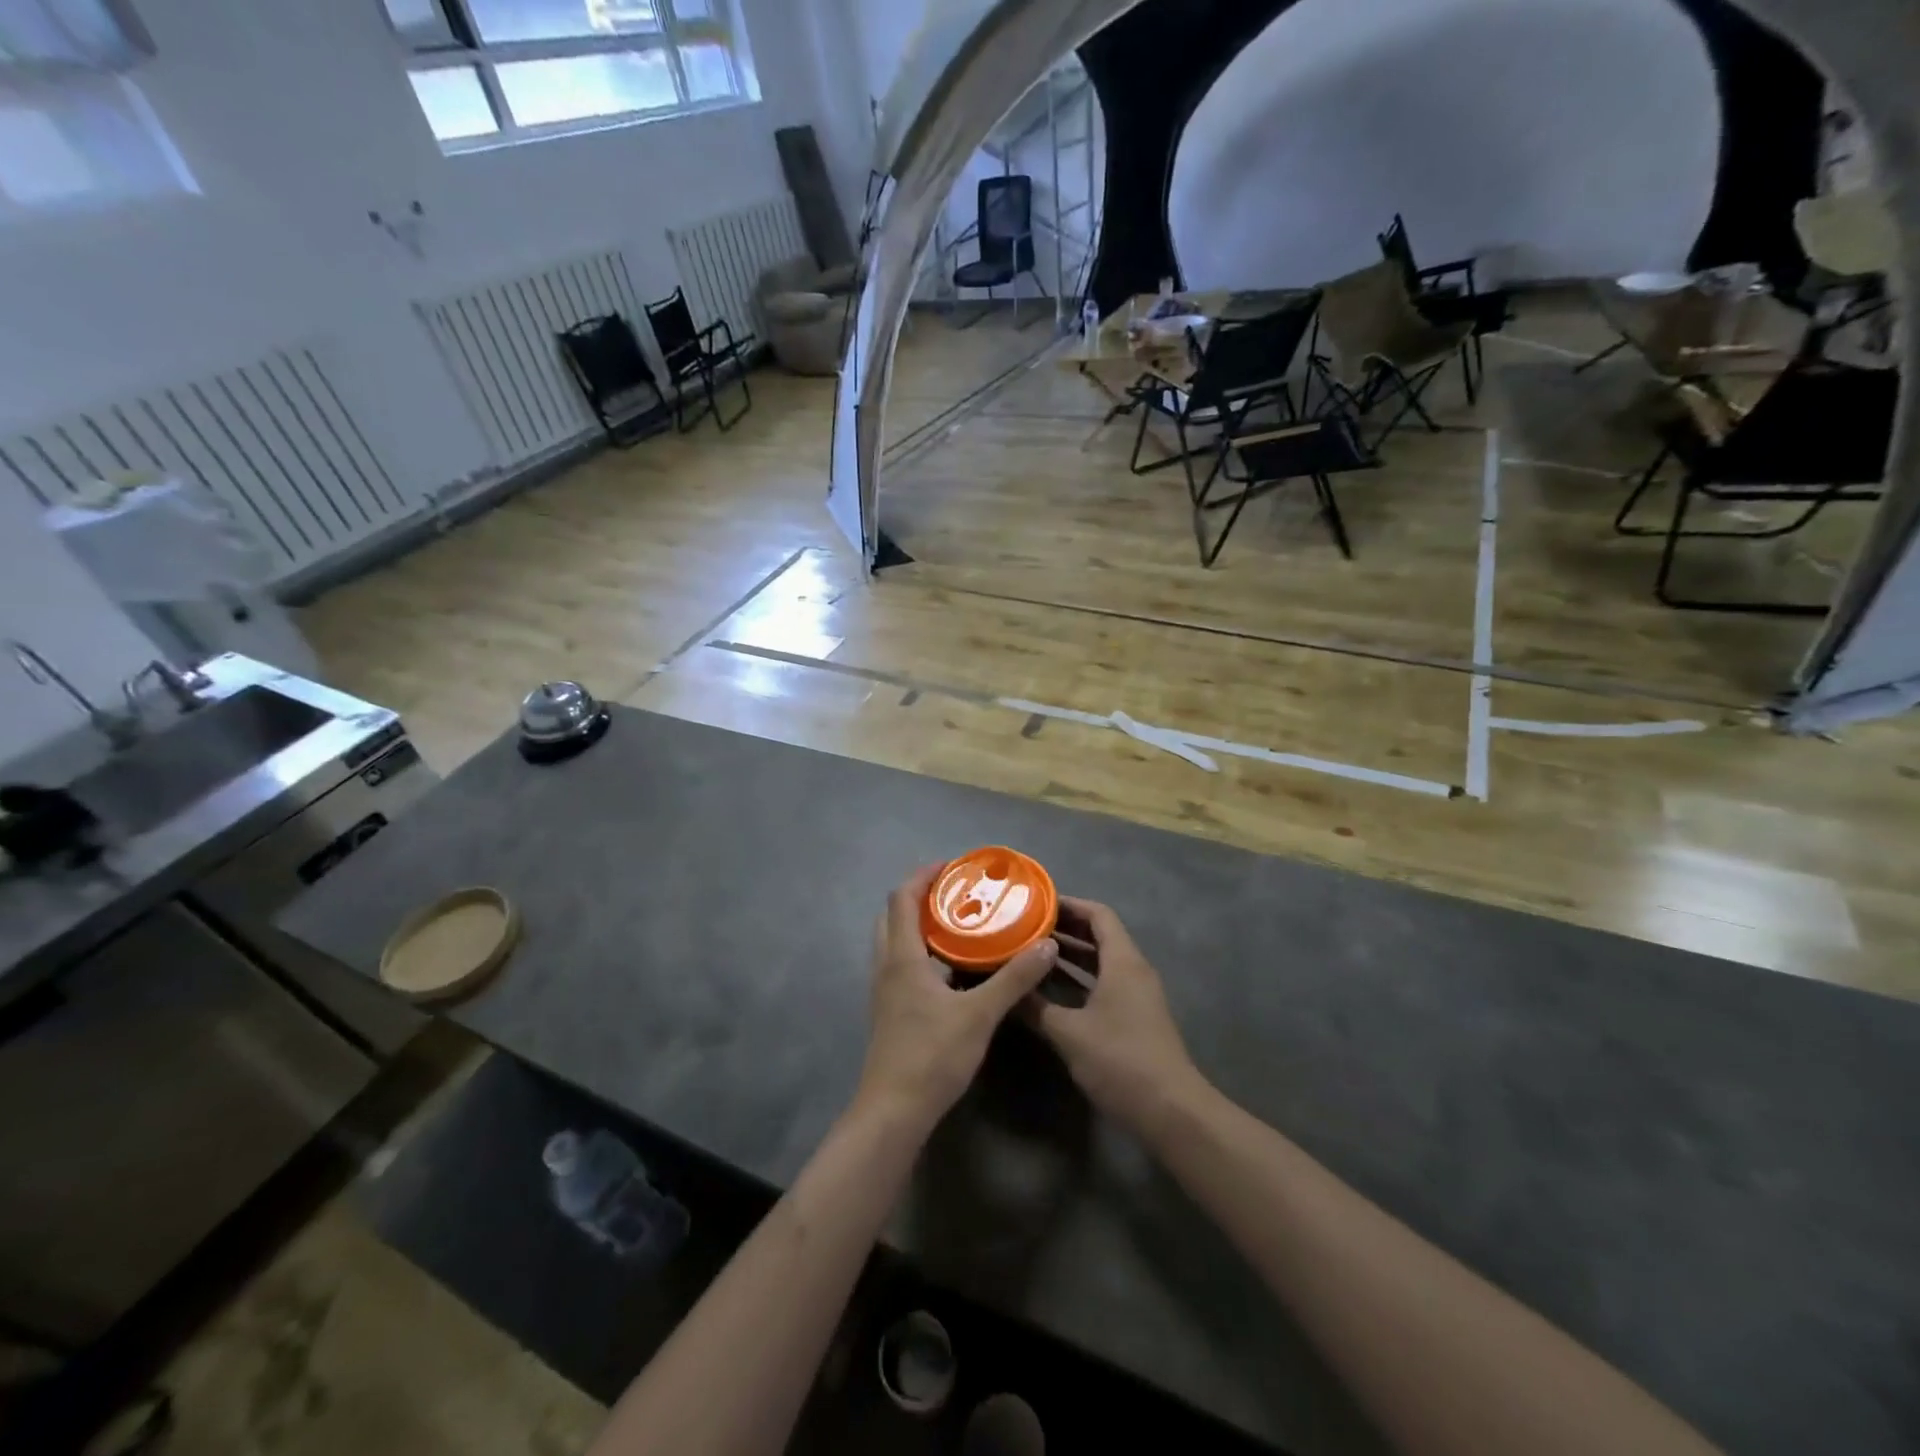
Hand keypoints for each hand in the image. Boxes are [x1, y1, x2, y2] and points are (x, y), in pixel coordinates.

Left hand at [856, 865, 1059, 1136]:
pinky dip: (922, 951)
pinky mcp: (891, 1010)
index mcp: (902, 957)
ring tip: (960, 922)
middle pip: (894, 915)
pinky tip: (954, 967)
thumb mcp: (980, 1015)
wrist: (894, 1111)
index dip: (923, 875)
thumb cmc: (932, 1056)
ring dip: (920, 924)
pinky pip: (902, 964)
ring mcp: (885, 990)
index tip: (953, 866)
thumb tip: (1046, 943)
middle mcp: (887, 966)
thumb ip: (1014, 978)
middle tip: (958, 892)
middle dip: (921, 896)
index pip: (902, 898)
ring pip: (895, 940)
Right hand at [1024, 898, 1207, 1140]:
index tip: (1035, 904)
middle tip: (1025, 926)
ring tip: (1031, 951)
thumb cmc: (1120, 1060)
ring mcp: (1137, 995)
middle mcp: (1133, 970)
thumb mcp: (1068, 1032)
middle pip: (1100, 935)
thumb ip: (1036, 1007)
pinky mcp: (1135, 1018)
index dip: (1068, 905)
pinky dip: (1079, 978)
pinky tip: (1051, 989)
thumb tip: (1006, 988)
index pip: (1098, 915)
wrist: (1169, 1111)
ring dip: (1070, 955)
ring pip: (1101, 961)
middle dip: (1064, 929)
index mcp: (1123, 961)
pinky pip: (1104, 983)